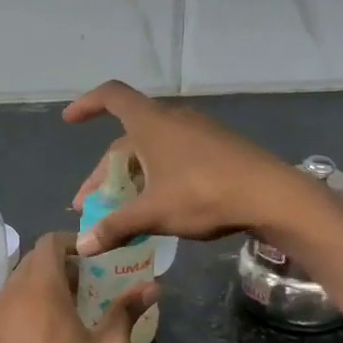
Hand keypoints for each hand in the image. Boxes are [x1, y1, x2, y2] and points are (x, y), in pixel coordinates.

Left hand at [0, 232, 158, 342]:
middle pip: (33, 260)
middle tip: (95, 282)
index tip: (99, 257)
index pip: (49, 243)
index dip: (74, 242)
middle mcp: (11, 296)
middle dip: (63, 262)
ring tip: (78, 305)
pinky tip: (55, 330)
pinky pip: (12, 304)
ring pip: (20, 282)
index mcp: (38, 290)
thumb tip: (151, 286)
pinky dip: (32, 302)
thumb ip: (127, 312)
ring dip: (47, 282)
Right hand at [65, 80, 308, 253]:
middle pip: (127, 139)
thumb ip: (115, 226)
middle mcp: (173, 120)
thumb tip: (81, 246)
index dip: (87, 104)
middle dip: (104, 172)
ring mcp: (198, 132)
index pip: (112, 97)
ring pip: (152, 150)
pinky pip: (174, 156)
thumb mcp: (153, 213)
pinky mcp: (218, 148)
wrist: (272, 196)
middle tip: (90, 205)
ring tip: (122, 209)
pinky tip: (158, 205)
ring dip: (131, 177)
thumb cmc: (204, 195)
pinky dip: (156, 176)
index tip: (69, 120)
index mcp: (151, 124)